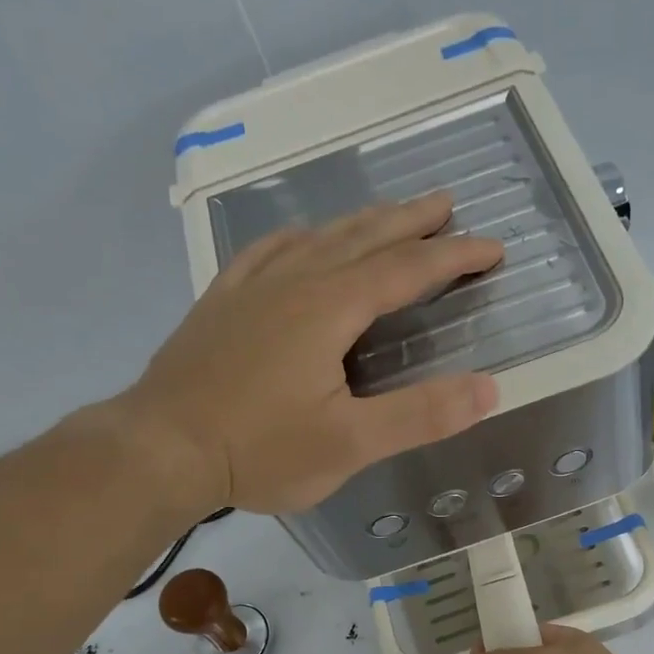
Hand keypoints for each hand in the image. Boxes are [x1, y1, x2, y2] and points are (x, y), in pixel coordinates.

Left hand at [117, 192, 502, 515]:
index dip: (453, 256)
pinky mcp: (222, 302)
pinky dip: (299, 236)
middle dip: (411, 221)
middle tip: (446, 204)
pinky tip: (301, 238)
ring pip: (317, 237)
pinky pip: (268, 251)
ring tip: (389, 215)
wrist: (160, 450)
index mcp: (329, 308)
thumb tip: (489, 389)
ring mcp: (252, 287)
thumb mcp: (349, 443)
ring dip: (361, 222)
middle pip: (363, 237)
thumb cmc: (259, 450)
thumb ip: (420, 415)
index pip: (407, 269)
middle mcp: (293, 282)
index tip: (492, 247)